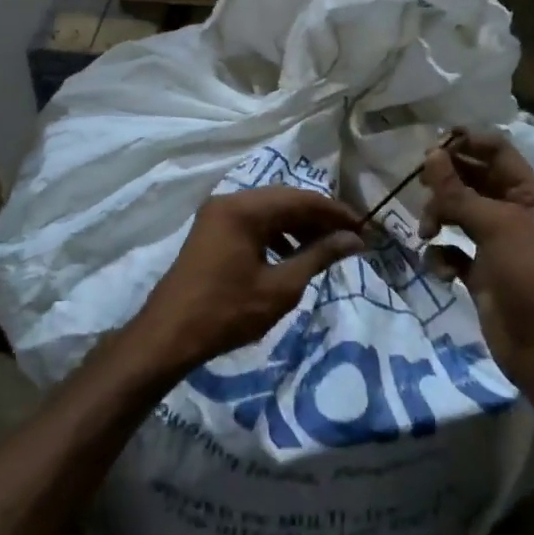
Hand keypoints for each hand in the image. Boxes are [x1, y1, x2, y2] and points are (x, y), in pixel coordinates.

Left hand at [127, 186, 364, 374]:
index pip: (302, 199)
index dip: (336, 213)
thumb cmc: (228, 311)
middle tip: (348, 238)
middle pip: (285, 200)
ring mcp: (217, 215)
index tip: (363, 229)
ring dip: (298, 226)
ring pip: (269, 211)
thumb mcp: (281, 286)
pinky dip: (276, 235)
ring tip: (323, 250)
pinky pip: (252, 223)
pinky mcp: (211, 231)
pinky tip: (291, 256)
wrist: (169, 335)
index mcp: (245, 209)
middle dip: (318, 218)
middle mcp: (230, 201)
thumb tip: (354, 239)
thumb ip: (319, 256)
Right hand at [420, 131, 533, 385]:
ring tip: (427, 232)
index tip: (431, 145)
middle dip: (446, 181)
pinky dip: (442, 255)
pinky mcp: (479, 272)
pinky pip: (452, 251)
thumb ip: (459, 192)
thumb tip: (430, 155)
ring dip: (439, 217)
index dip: (467, 142)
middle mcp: (512, 212)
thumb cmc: (528, 274)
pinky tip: (440, 268)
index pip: (496, 152)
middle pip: (473, 180)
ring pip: (458, 214)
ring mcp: (495, 243)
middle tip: (419, 185)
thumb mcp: (495, 226)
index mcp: (528, 194)